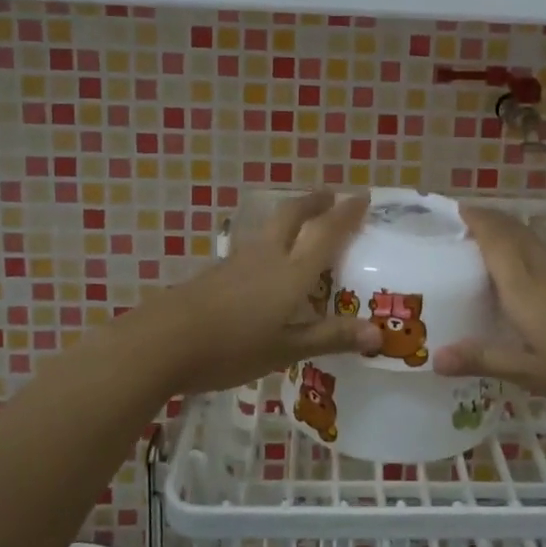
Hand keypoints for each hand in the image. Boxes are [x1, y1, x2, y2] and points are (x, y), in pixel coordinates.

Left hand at [136, 192, 380, 395]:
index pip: (326, 233)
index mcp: (292, 272)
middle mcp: (268, 256)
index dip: (346, 214)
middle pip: (293, 215)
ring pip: (271, 228)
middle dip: (314, 202)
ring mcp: (238, 261)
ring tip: (302, 223)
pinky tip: (267, 263)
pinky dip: (271, 242)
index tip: (363, 197)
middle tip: (331, 197)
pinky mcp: (217, 272)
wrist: (164, 341)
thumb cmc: (233, 347)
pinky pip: (254, 247)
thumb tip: (380, 333)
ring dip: (291, 217)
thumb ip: (331, 337)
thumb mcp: (286, 349)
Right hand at [433, 206, 545, 418]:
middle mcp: (544, 274)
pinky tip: (522, 283)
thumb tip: (434, 358)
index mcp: (525, 288)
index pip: (496, 239)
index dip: (476, 219)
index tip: (453, 208)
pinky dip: (524, 257)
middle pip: (515, 233)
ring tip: (484, 247)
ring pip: (532, 245)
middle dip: (490, 220)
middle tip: (461, 223)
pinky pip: (544, 262)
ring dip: (507, 237)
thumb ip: (484, 360)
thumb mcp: (531, 372)